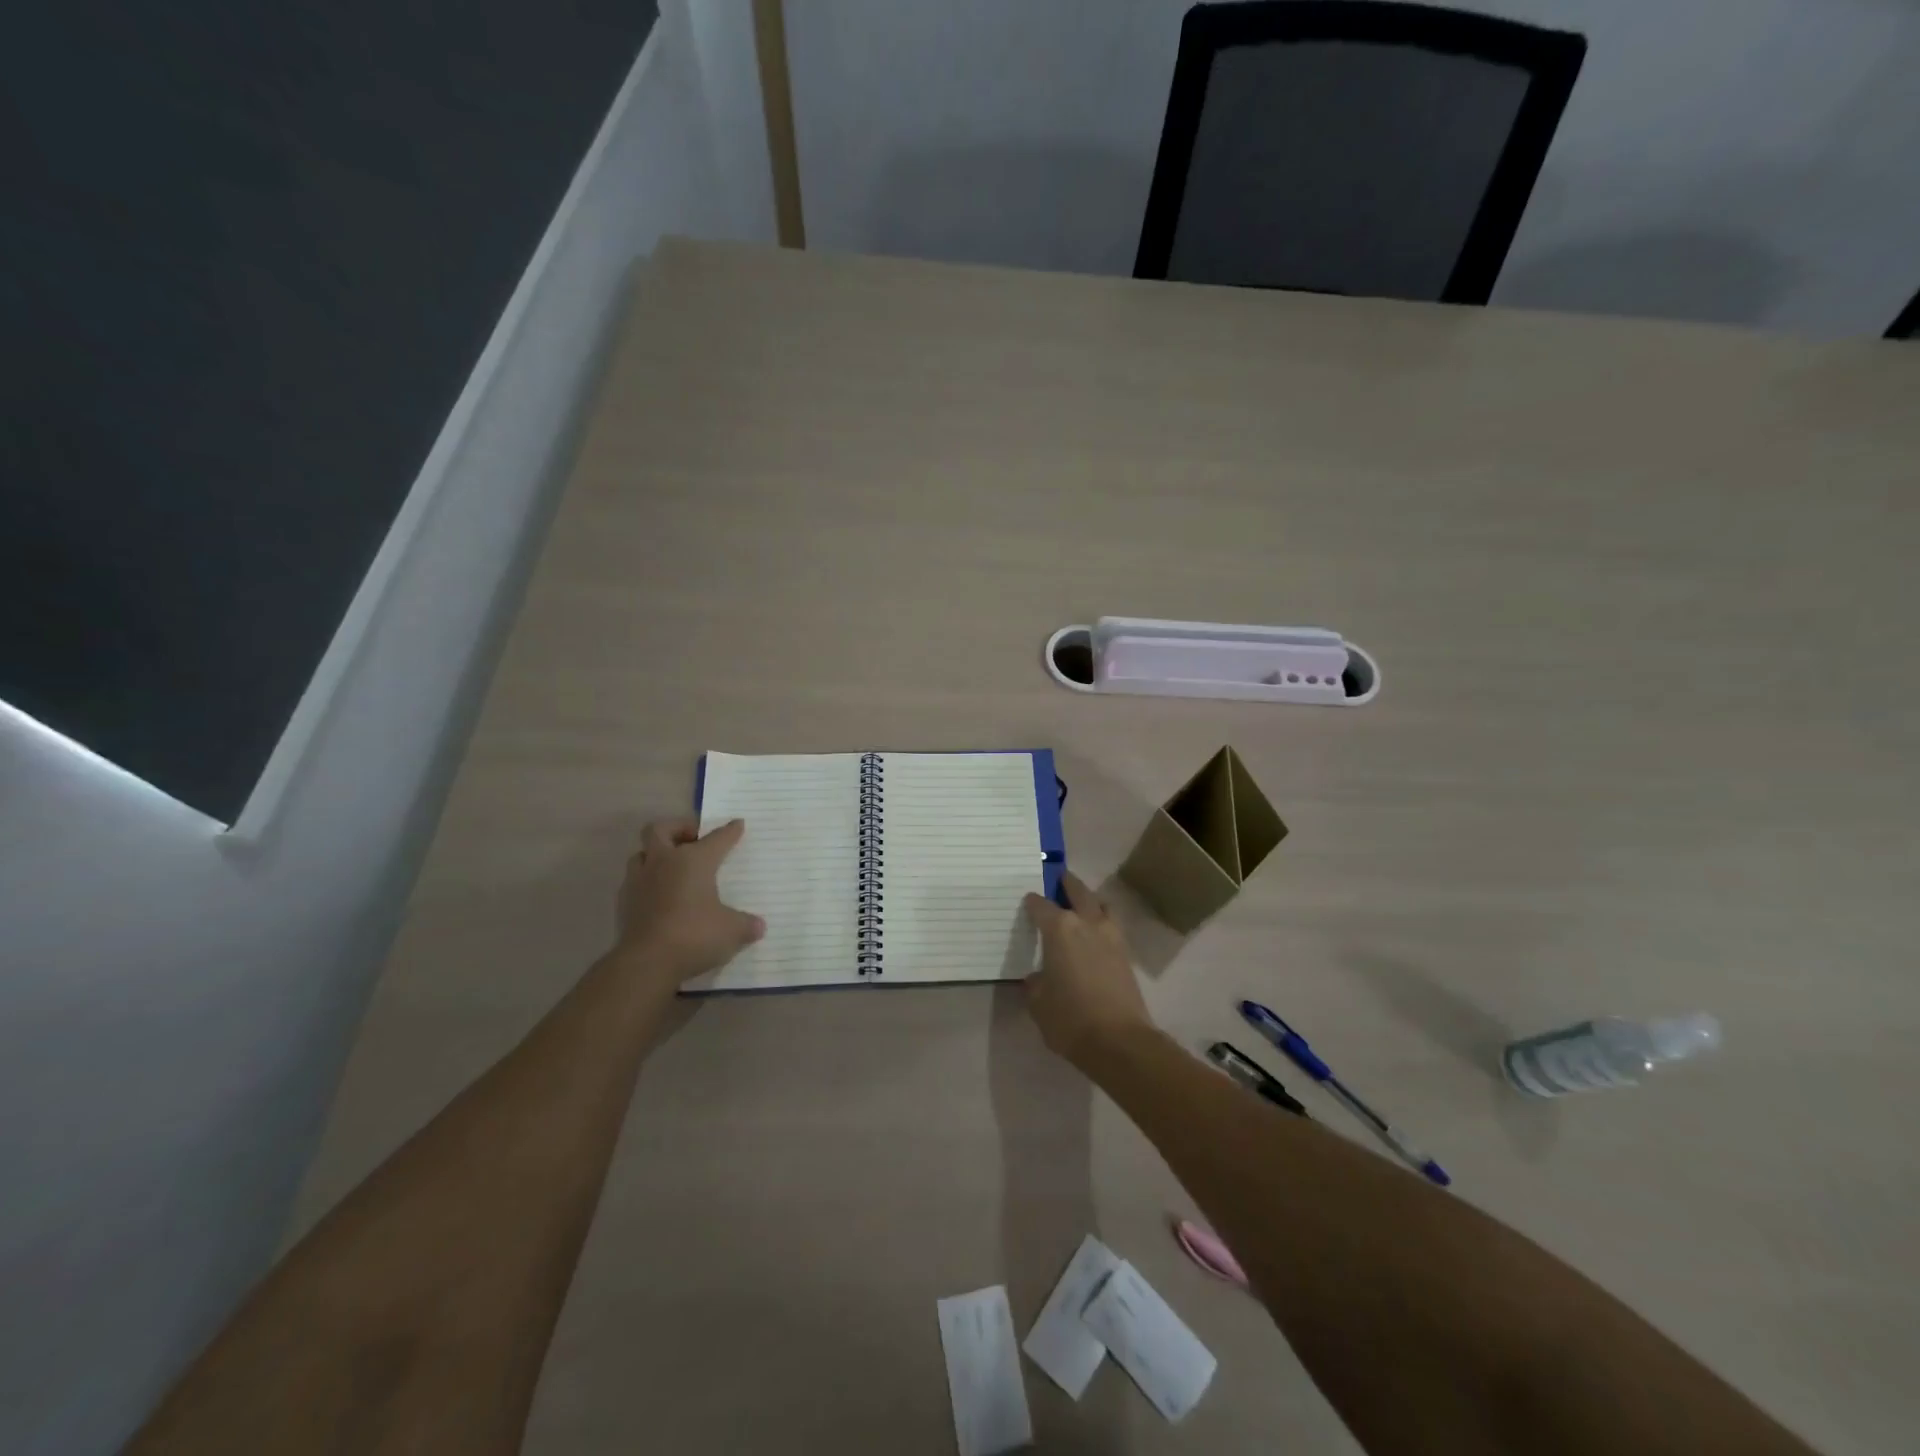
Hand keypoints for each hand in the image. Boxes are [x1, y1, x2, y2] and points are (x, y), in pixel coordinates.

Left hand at [612, 818, 765, 985]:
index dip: (729, 831)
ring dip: (656, 855)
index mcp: (694, 860)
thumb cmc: (695, 935)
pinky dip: (647, 883)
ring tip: (672, 868)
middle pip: (660, 829)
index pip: (716, 838)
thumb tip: (758, 926)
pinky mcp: (624, 904)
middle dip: (677, 829)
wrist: (647, 963)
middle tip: (693, 840)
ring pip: (641, 854)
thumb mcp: (732, 931)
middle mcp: (664, 862)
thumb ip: (746, 925)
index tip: (737, 825)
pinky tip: (659, 897)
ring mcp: (639, 881)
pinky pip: (634, 882)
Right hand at [1022, 872, 1153, 1067]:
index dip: (1032, 902)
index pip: (1041, 905)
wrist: (1119, 1041)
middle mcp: (1087, 923)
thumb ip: (1036, 982)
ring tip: (1079, 906)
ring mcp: (1111, 936)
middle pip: (1077, 891)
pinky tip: (1092, 935)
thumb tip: (1040, 976)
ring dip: (1089, 900)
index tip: (1027, 902)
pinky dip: (1100, 922)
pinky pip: (1110, 925)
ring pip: (1100, 905)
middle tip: (1057, 880)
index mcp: (1060, 929)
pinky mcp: (1126, 954)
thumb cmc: (1070, 1018)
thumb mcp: (1038, 1002)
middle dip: (1066, 884)